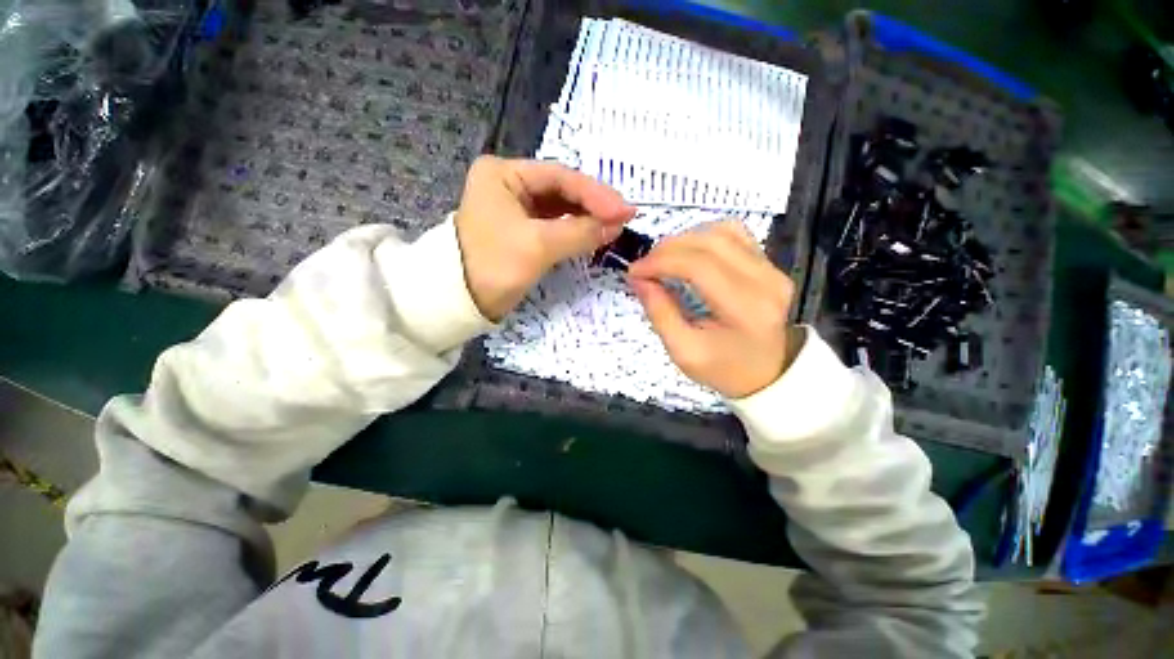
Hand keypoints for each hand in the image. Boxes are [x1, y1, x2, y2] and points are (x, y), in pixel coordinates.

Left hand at [455, 156, 636, 319]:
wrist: (460, 301)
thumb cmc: (493, 266)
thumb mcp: (538, 246)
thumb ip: (579, 232)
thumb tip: (616, 226)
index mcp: (503, 174)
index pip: (559, 176)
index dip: (596, 194)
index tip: (625, 211)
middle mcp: (508, 184)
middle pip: (561, 190)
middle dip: (593, 205)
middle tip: (624, 218)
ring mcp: (515, 207)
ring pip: (560, 208)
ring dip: (586, 218)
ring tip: (613, 227)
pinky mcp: (521, 229)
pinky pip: (554, 224)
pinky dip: (573, 231)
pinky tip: (593, 235)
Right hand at [628, 221, 804, 398]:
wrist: (768, 373)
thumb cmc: (723, 369)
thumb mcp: (683, 351)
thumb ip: (659, 312)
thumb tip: (638, 279)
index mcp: (745, 309)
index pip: (698, 266)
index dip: (661, 262)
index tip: (634, 271)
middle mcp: (766, 281)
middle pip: (710, 243)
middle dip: (667, 249)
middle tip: (644, 266)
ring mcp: (772, 268)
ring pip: (722, 231)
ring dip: (685, 240)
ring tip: (663, 259)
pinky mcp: (770, 263)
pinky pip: (735, 234)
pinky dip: (704, 237)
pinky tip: (688, 253)